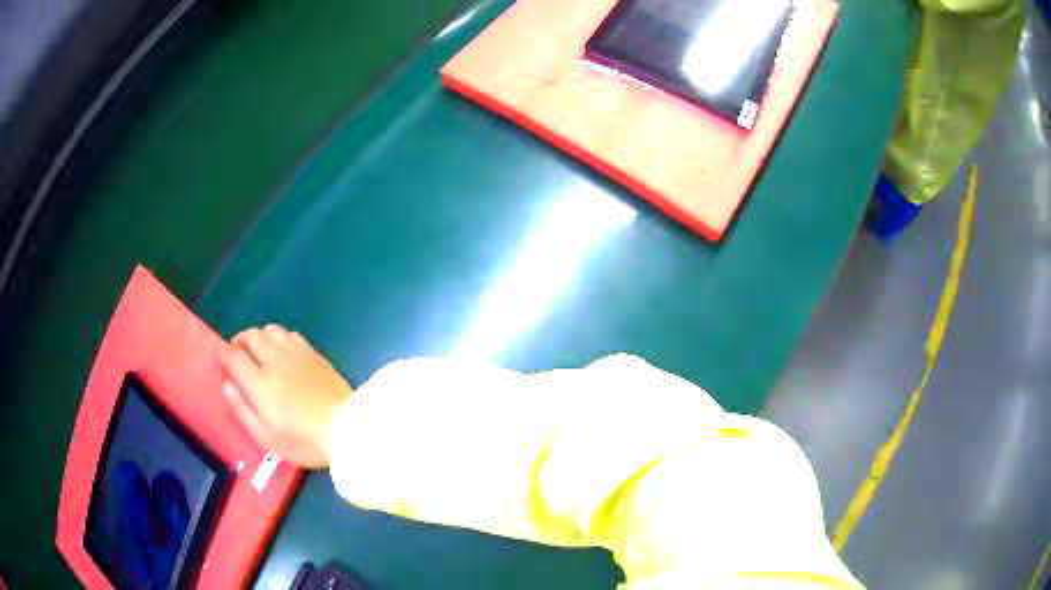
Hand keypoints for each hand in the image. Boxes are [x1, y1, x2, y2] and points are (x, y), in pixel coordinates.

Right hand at [219, 325, 352, 467]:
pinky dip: (280, 339)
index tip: (219, 357)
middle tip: (238, 355)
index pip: (233, 356)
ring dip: (259, 338)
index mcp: (260, 383)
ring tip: (259, 354)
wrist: (347, 431)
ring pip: (270, 330)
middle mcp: (275, 361)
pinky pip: (291, 335)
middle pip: (250, 335)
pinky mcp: (315, 354)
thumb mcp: (267, 438)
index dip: (222, 353)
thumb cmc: (303, 441)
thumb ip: (243, 410)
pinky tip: (283, 354)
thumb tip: (228, 386)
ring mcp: (297, 354)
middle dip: (239, 341)